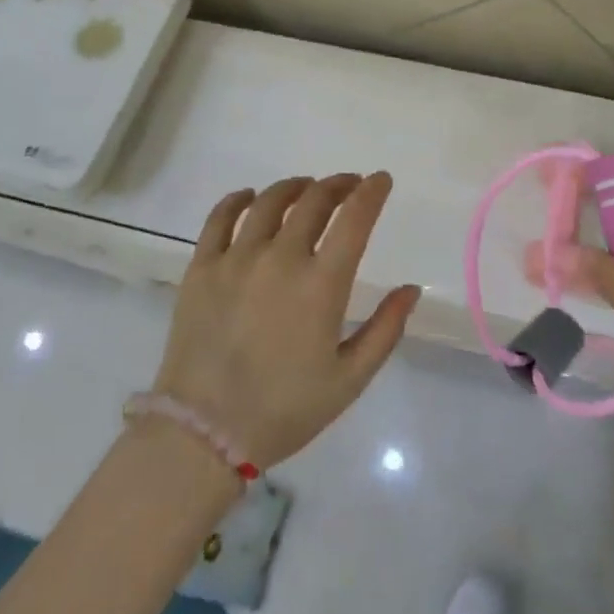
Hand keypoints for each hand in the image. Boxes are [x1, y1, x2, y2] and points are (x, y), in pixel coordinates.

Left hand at [153, 174, 420, 469]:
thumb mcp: (350, 379)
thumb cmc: (285, 409)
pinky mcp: (202, 266)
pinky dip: (239, 199)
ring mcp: (237, 258)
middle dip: (338, 185)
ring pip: (270, 201)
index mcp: (321, 284)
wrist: (205, 433)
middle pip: (314, 201)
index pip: (354, 218)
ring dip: (295, 187)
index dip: (372, 192)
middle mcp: (281, 258)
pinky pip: (220, 217)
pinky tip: (250, 198)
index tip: (381, 180)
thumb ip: (385, 329)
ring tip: (306, 188)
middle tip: (349, 185)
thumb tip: (411, 289)